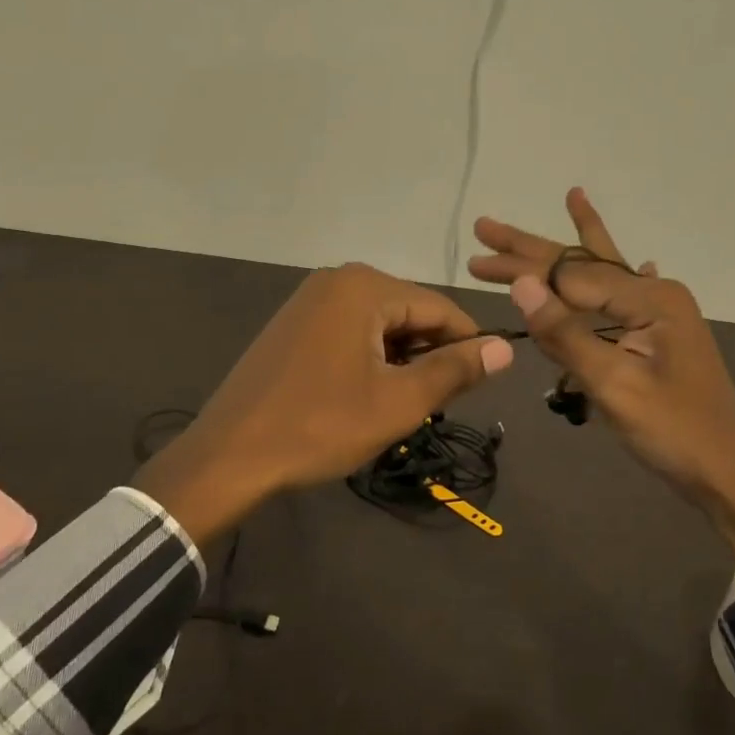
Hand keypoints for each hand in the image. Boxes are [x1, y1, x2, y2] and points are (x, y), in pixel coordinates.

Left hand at [136, 263, 513, 550]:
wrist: (230, 454)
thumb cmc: (320, 426)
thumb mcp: (397, 402)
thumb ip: (454, 370)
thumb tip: (504, 349)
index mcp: (364, 287)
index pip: (439, 308)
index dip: (468, 344)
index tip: (484, 382)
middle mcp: (336, 280)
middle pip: (408, 312)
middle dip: (428, 354)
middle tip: (436, 403)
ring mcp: (309, 300)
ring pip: (379, 324)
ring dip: (399, 359)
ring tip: (402, 404)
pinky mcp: (293, 323)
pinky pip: (349, 330)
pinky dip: (369, 357)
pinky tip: (366, 393)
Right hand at [470, 189, 734, 579]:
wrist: (729, 474)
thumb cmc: (672, 431)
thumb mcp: (613, 384)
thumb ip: (566, 333)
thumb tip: (523, 283)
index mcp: (650, 298)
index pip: (568, 275)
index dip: (519, 268)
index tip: (476, 259)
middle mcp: (657, 293)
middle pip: (582, 262)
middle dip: (531, 247)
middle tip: (485, 226)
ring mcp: (663, 312)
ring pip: (604, 272)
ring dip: (572, 249)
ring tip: (570, 197)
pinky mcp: (662, 333)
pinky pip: (625, 295)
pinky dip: (620, 274)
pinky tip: (634, 256)